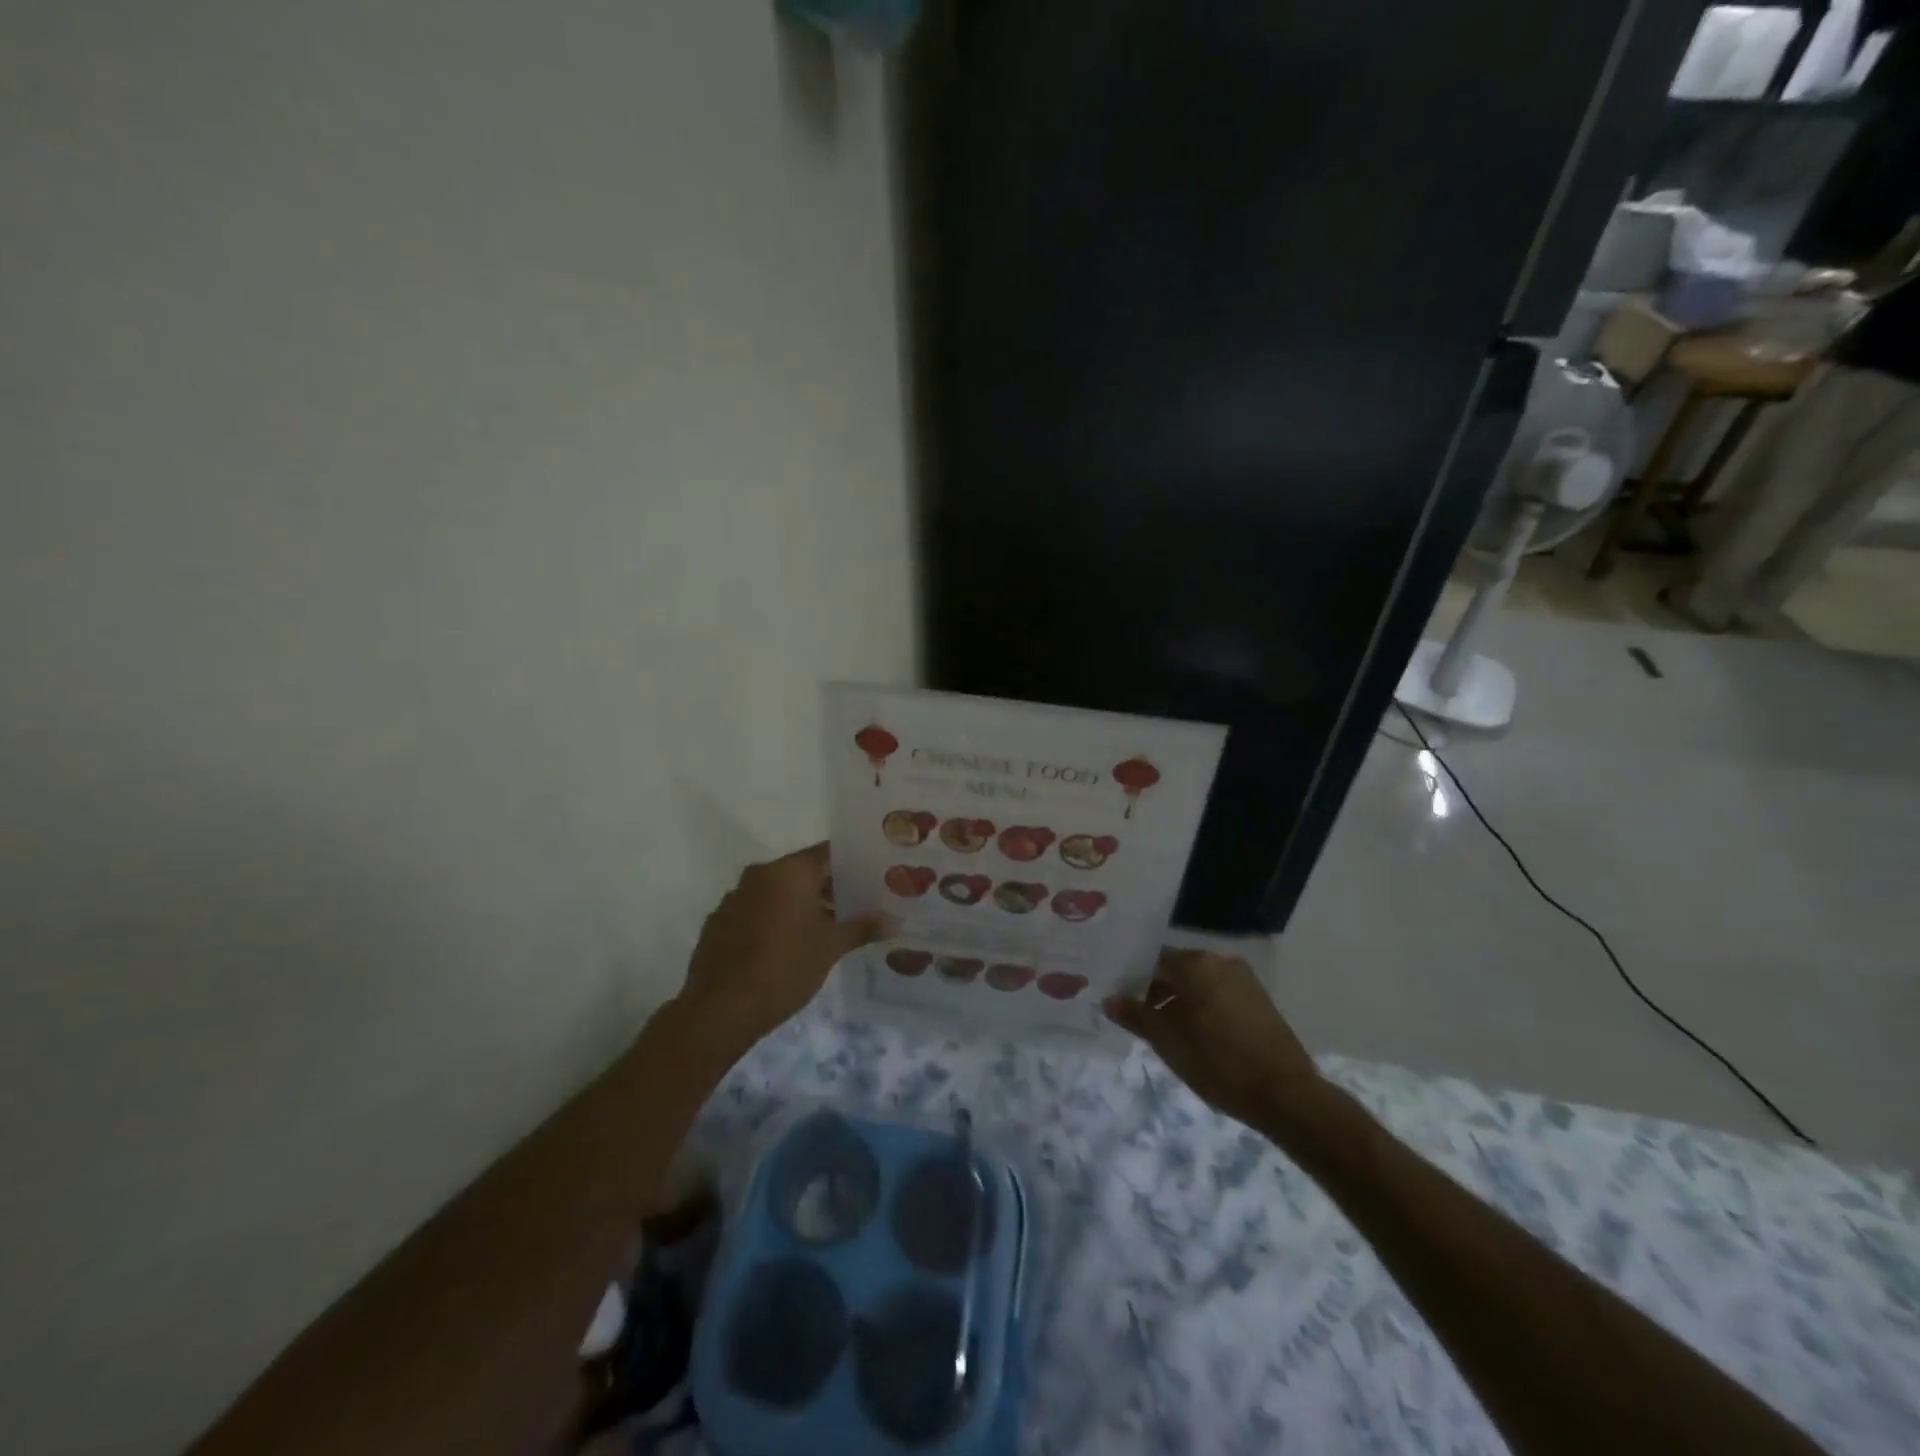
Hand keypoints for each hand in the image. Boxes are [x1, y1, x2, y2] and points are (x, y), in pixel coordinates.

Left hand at [677, 843, 891, 1048]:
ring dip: (800, 905)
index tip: (871, 877)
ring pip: (777, 892)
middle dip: (828, 888)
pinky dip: (774, 920)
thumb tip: (895, 919)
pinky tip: (787, 946)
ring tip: (826, 929)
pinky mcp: (719, 922)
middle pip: (802, 872)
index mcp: (789, 871)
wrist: (719, 1010)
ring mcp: (735, 897)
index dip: (852, 864)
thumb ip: (862, 927)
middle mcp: (759, 875)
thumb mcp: (830, 948)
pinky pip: (755, 910)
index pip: (827, 854)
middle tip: (856, 905)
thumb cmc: (784, 968)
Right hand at [1104, 949, 1323, 1129]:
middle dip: (1156, 991)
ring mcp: (1244, 979)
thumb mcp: (1167, 1042)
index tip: (1122, 1003)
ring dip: (1181, 1001)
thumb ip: (1136, 1016)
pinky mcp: (1259, 999)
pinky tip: (1198, 1035)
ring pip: (1199, 983)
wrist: (1286, 1095)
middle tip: (1141, 1020)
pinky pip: (1219, 994)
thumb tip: (1110, 999)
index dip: (1133, 981)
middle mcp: (1220, 961)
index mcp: (1195, 963)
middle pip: (1177, 969)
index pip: (1152, 961)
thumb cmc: (1218, 1063)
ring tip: (1168, 1032)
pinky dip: (1203, 1007)